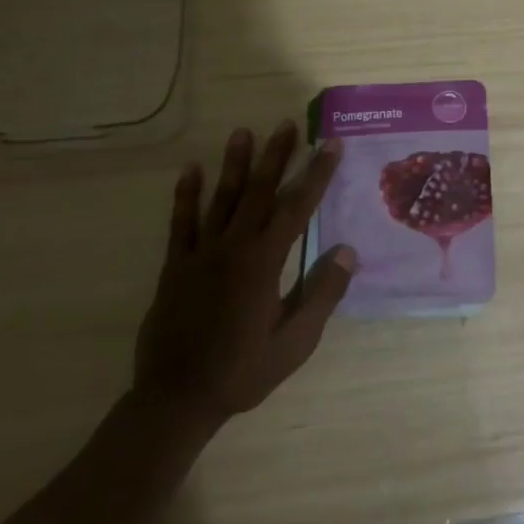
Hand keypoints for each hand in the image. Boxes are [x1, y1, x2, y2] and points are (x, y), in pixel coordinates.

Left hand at [133, 121, 355, 434]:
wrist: (176, 399)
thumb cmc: (243, 371)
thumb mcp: (296, 342)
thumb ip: (322, 294)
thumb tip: (347, 251)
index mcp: (264, 263)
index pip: (297, 207)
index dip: (316, 174)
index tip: (330, 145)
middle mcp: (233, 248)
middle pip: (258, 192)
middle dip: (276, 156)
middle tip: (287, 124)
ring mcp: (200, 254)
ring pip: (221, 199)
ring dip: (234, 164)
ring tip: (243, 132)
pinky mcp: (175, 266)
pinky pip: (181, 223)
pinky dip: (186, 195)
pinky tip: (191, 170)